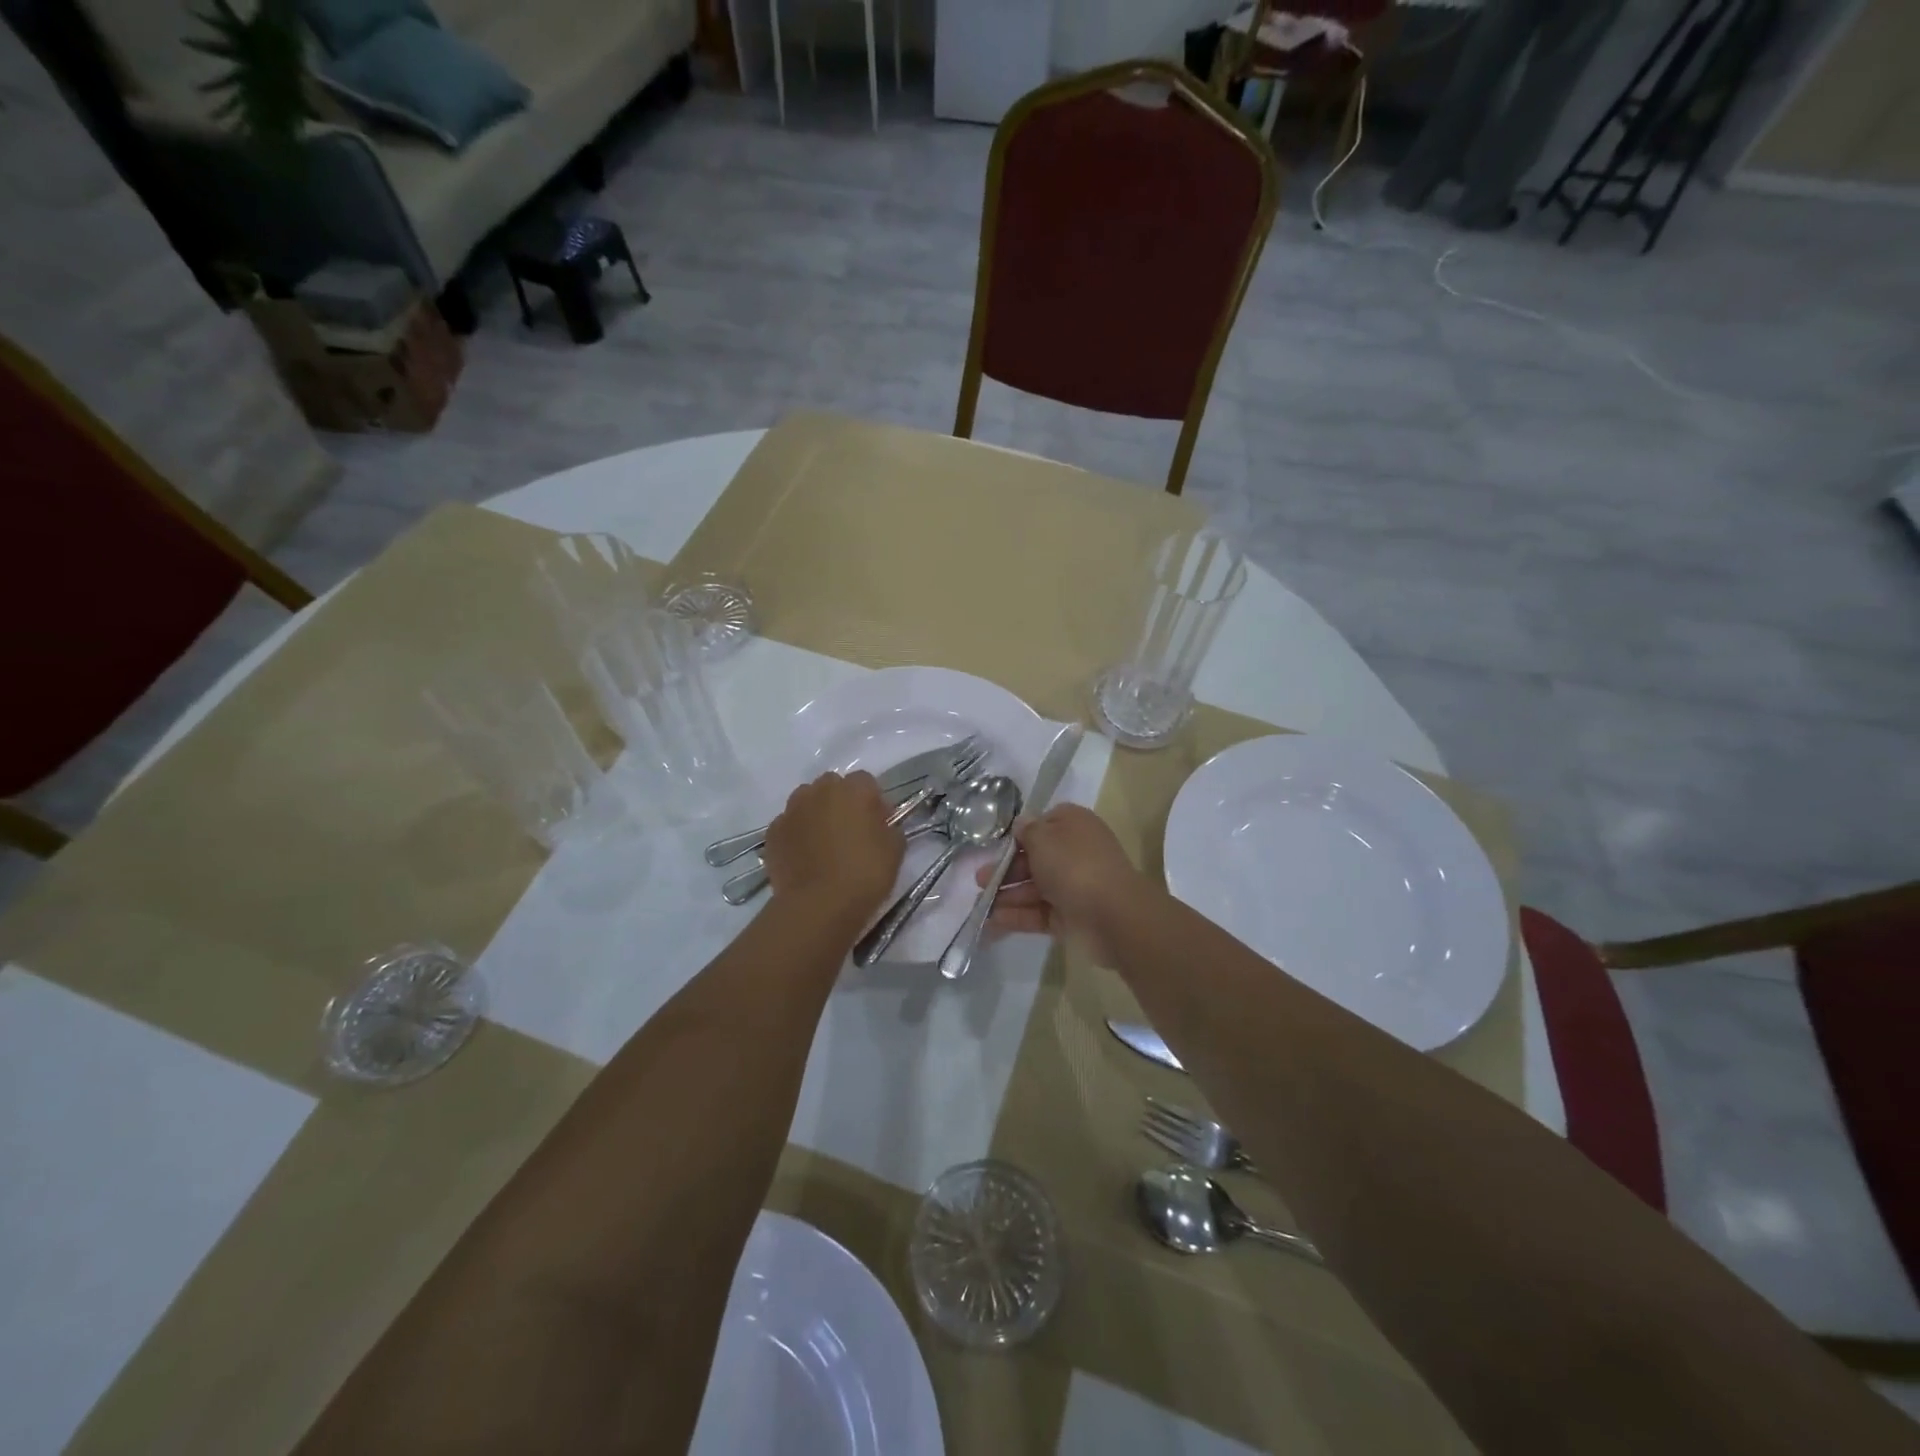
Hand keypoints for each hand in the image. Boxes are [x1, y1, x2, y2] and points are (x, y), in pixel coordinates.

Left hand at [762, 772, 904, 926]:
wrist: (818, 905)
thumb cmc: (864, 874)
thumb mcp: (895, 850)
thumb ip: (889, 828)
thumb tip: (880, 825)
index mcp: (853, 790)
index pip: (866, 781)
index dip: (873, 801)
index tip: (878, 823)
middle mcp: (819, 791)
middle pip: (832, 786)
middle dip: (842, 801)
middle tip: (851, 831)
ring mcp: (791, 810)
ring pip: (806, 801)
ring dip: (817, 813)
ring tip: (824, 843)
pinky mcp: (773, 832)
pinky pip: (789, 824)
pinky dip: (797, 833)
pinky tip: (805, 857)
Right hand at [975, 804, 1144, 964]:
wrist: (1112, 915)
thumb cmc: (1073, 865)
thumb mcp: (1043, 838)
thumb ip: (1027, 831)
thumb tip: (1023, 824)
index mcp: (1074, 826)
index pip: (1044, 824)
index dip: (1022, 834)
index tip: (999, 844)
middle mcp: (1075, 853)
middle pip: (1035, 858)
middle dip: (1006, 869)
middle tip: (979, 879)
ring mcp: (1074, 886)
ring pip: (1035, 888)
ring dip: (1007, 895)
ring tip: (980, 904)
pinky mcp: (1070, 916)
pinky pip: (1039, 913)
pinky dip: (1017, 916)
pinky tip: (992, 921)